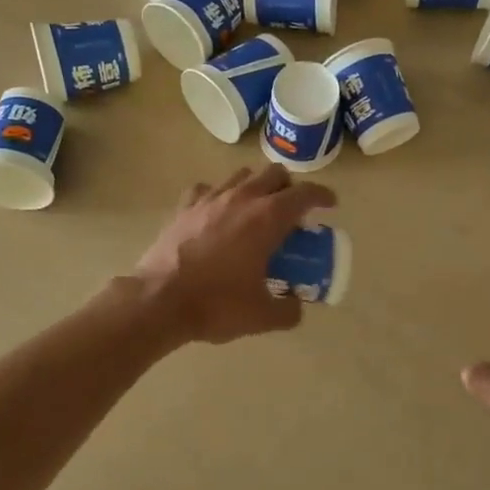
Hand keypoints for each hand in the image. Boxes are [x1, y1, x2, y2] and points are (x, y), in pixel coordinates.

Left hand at [132, 166, 335, 344]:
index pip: (305, 193)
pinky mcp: (184, 207)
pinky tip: (217, 213)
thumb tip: (296, 306)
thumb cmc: (216, 304)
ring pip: (241, 175)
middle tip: (291, 211)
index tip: (330, 204)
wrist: (159, 301)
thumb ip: (289, 310)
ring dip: (255, 187)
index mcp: (268, 218)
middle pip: (275, 174)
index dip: (322, 196)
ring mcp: (210, 198)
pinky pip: (207, 189)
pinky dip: (219, 195)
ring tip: (255, 210)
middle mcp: (242, 198)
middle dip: (289, 187)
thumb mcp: (263, 316)